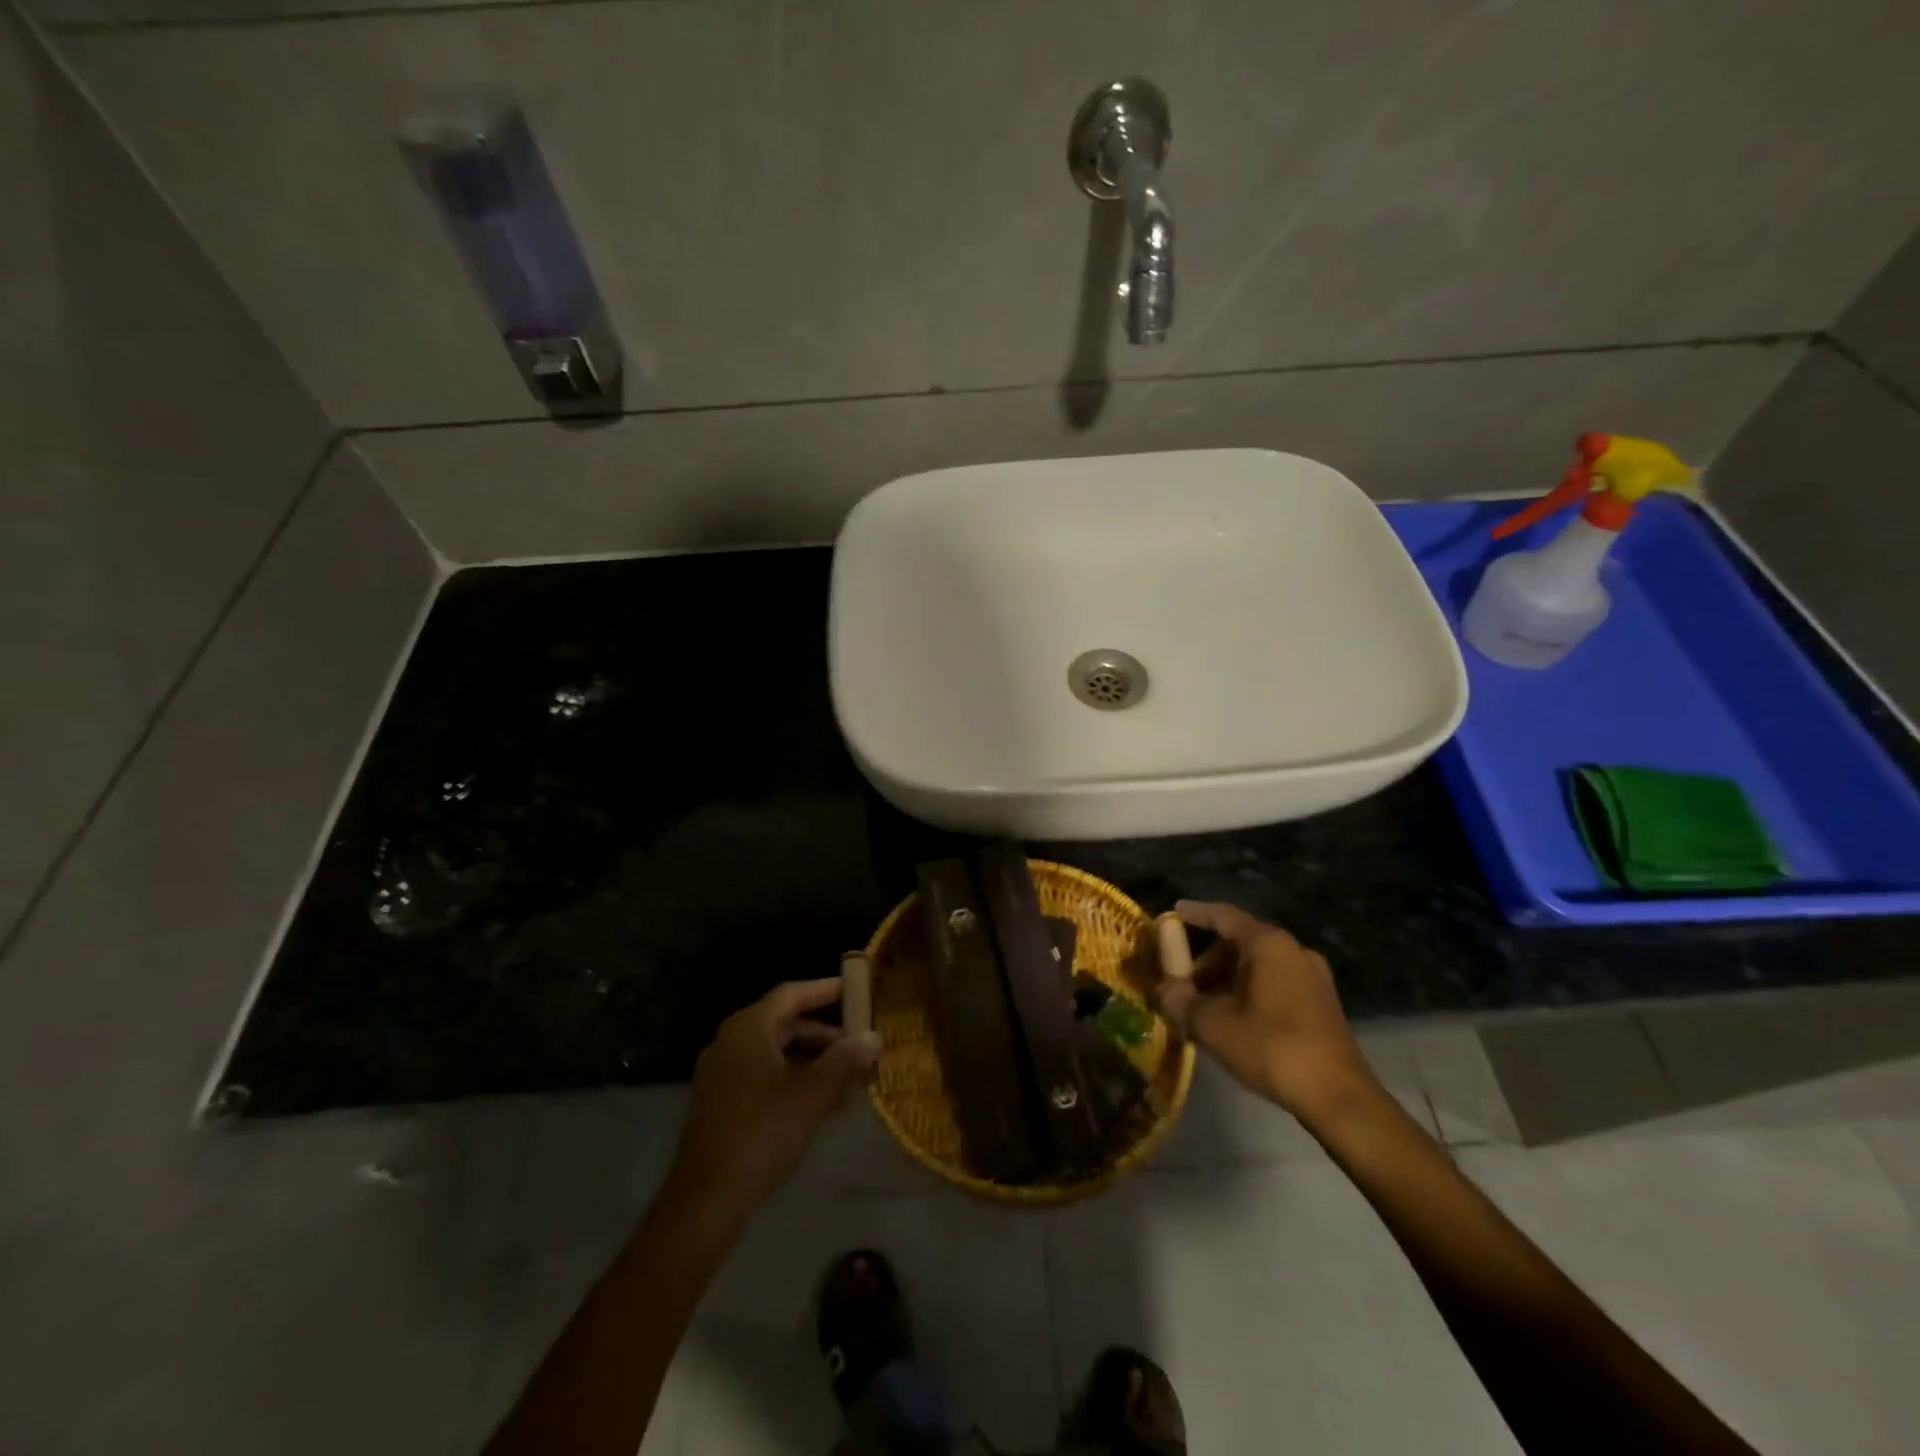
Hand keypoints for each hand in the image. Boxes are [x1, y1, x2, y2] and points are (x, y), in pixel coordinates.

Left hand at [666, 978, 880, 1220]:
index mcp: (748, 1029)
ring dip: (813, 1060)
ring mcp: (722, 1073)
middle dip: (824, 1033)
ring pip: (776, 1052)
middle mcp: (731, 1042)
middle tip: (859, 1042)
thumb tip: (873, 1037)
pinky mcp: (721, 1102)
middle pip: (784, 1023)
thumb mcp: (811, 1096)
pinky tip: (823, 1102)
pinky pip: (764, 1076)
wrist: (705, 1200)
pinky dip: (794, 1079)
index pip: (791, 994)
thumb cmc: (761, 1134)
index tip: (856, 990)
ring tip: (849, 1077)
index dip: (825, 990)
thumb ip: (844, 1061)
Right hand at [1154, 900, 1377, 1124]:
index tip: (1172, 915)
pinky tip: (1235, 1018)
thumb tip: (1163, 990)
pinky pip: (1275, 981)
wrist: (1339, 1097)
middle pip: (1239, 940)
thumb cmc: (1272, 1048)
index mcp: (1267, 944)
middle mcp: (1293, 949)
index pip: (1223, 915)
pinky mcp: (1322, 1001)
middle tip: (1182, 980)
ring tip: (1204, 1005)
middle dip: (1207, 958)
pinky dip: (1249, 989)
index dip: (1194, 914)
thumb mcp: (1212, 1025)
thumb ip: (1179, 1001)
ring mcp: (1312, 975)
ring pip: (1258, 963)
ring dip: (1227, 977)